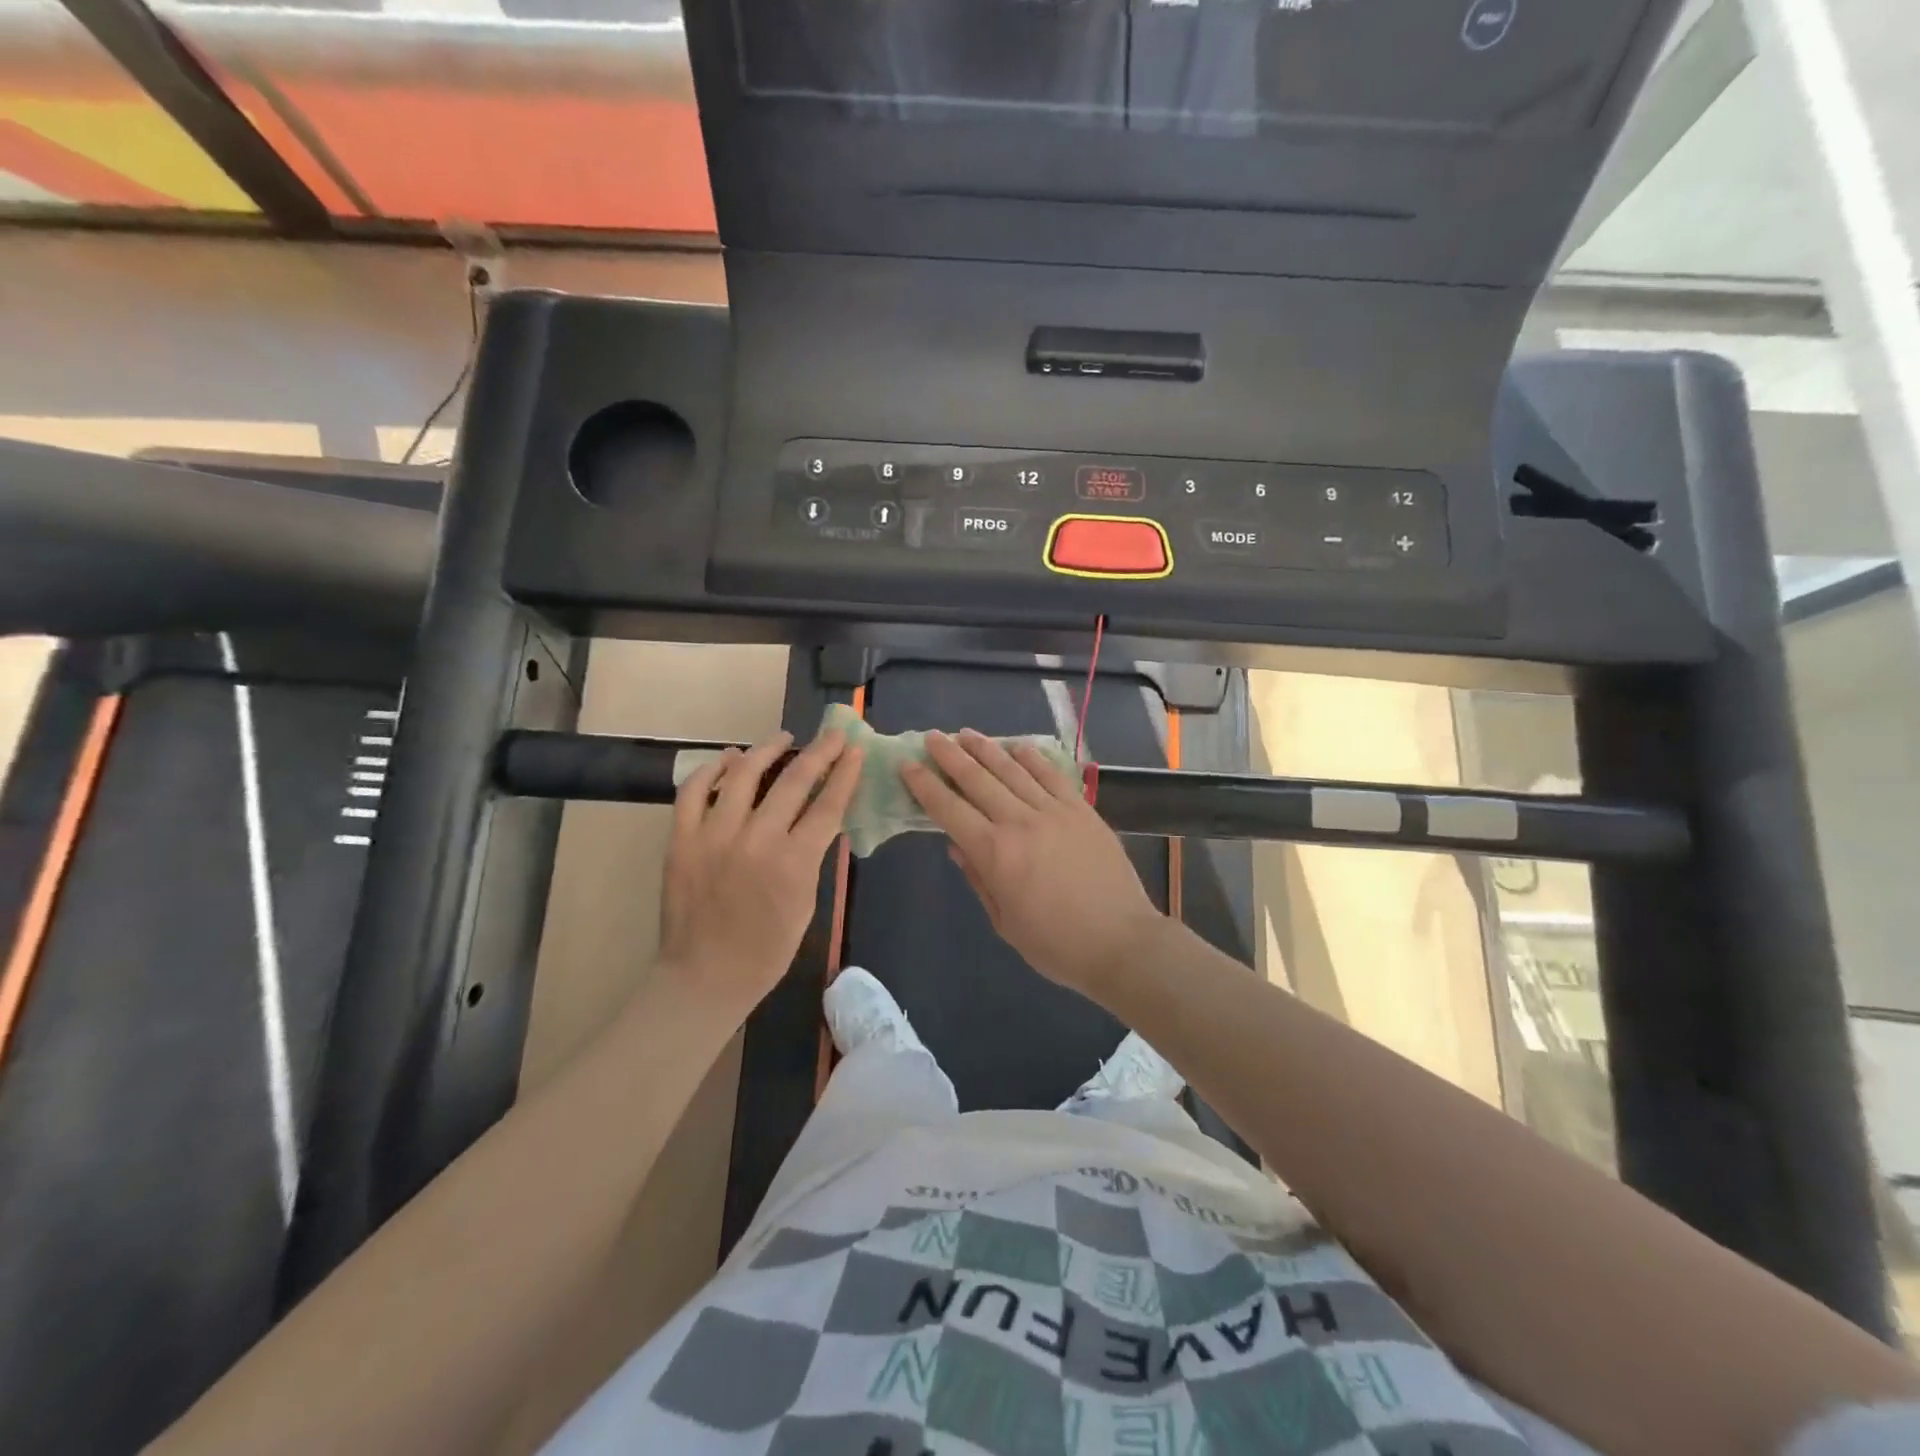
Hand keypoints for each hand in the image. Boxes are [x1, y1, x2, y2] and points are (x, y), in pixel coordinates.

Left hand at [658, 728, 862, 1018]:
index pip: (827, 805)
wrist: (704, 977)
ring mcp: (713, 836)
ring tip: (782, 738)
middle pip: (793, 781)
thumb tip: (817, 816)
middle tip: (831, 734)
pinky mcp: (681, 840)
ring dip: (766, 749)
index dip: (844, 773)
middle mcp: (756, 840)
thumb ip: (811, 856)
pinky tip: (728, 758)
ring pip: (742, 774)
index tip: (854, 748)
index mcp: (793, 863)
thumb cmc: (766, 951)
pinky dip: (711, 769)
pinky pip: (693, 791)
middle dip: (818, 752)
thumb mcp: (806, 903)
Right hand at [901, 729, 1163, 996]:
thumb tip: (956, 846)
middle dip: (950, 756)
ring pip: (1012, 770)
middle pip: (977, 780)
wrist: (1121, 941)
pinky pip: (1052, 776)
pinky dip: (1033, 758)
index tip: (908, 765)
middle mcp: (1019, 822)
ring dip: (986, 749)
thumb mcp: (1005, 922)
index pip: (949, 810)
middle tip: (932, 737)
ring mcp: (1054, 811)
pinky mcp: (1082, 810)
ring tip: (966, 733)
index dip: (925, 786)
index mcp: (995, 853)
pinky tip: (1018, 747)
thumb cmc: (1056, 945)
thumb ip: (979, 879)